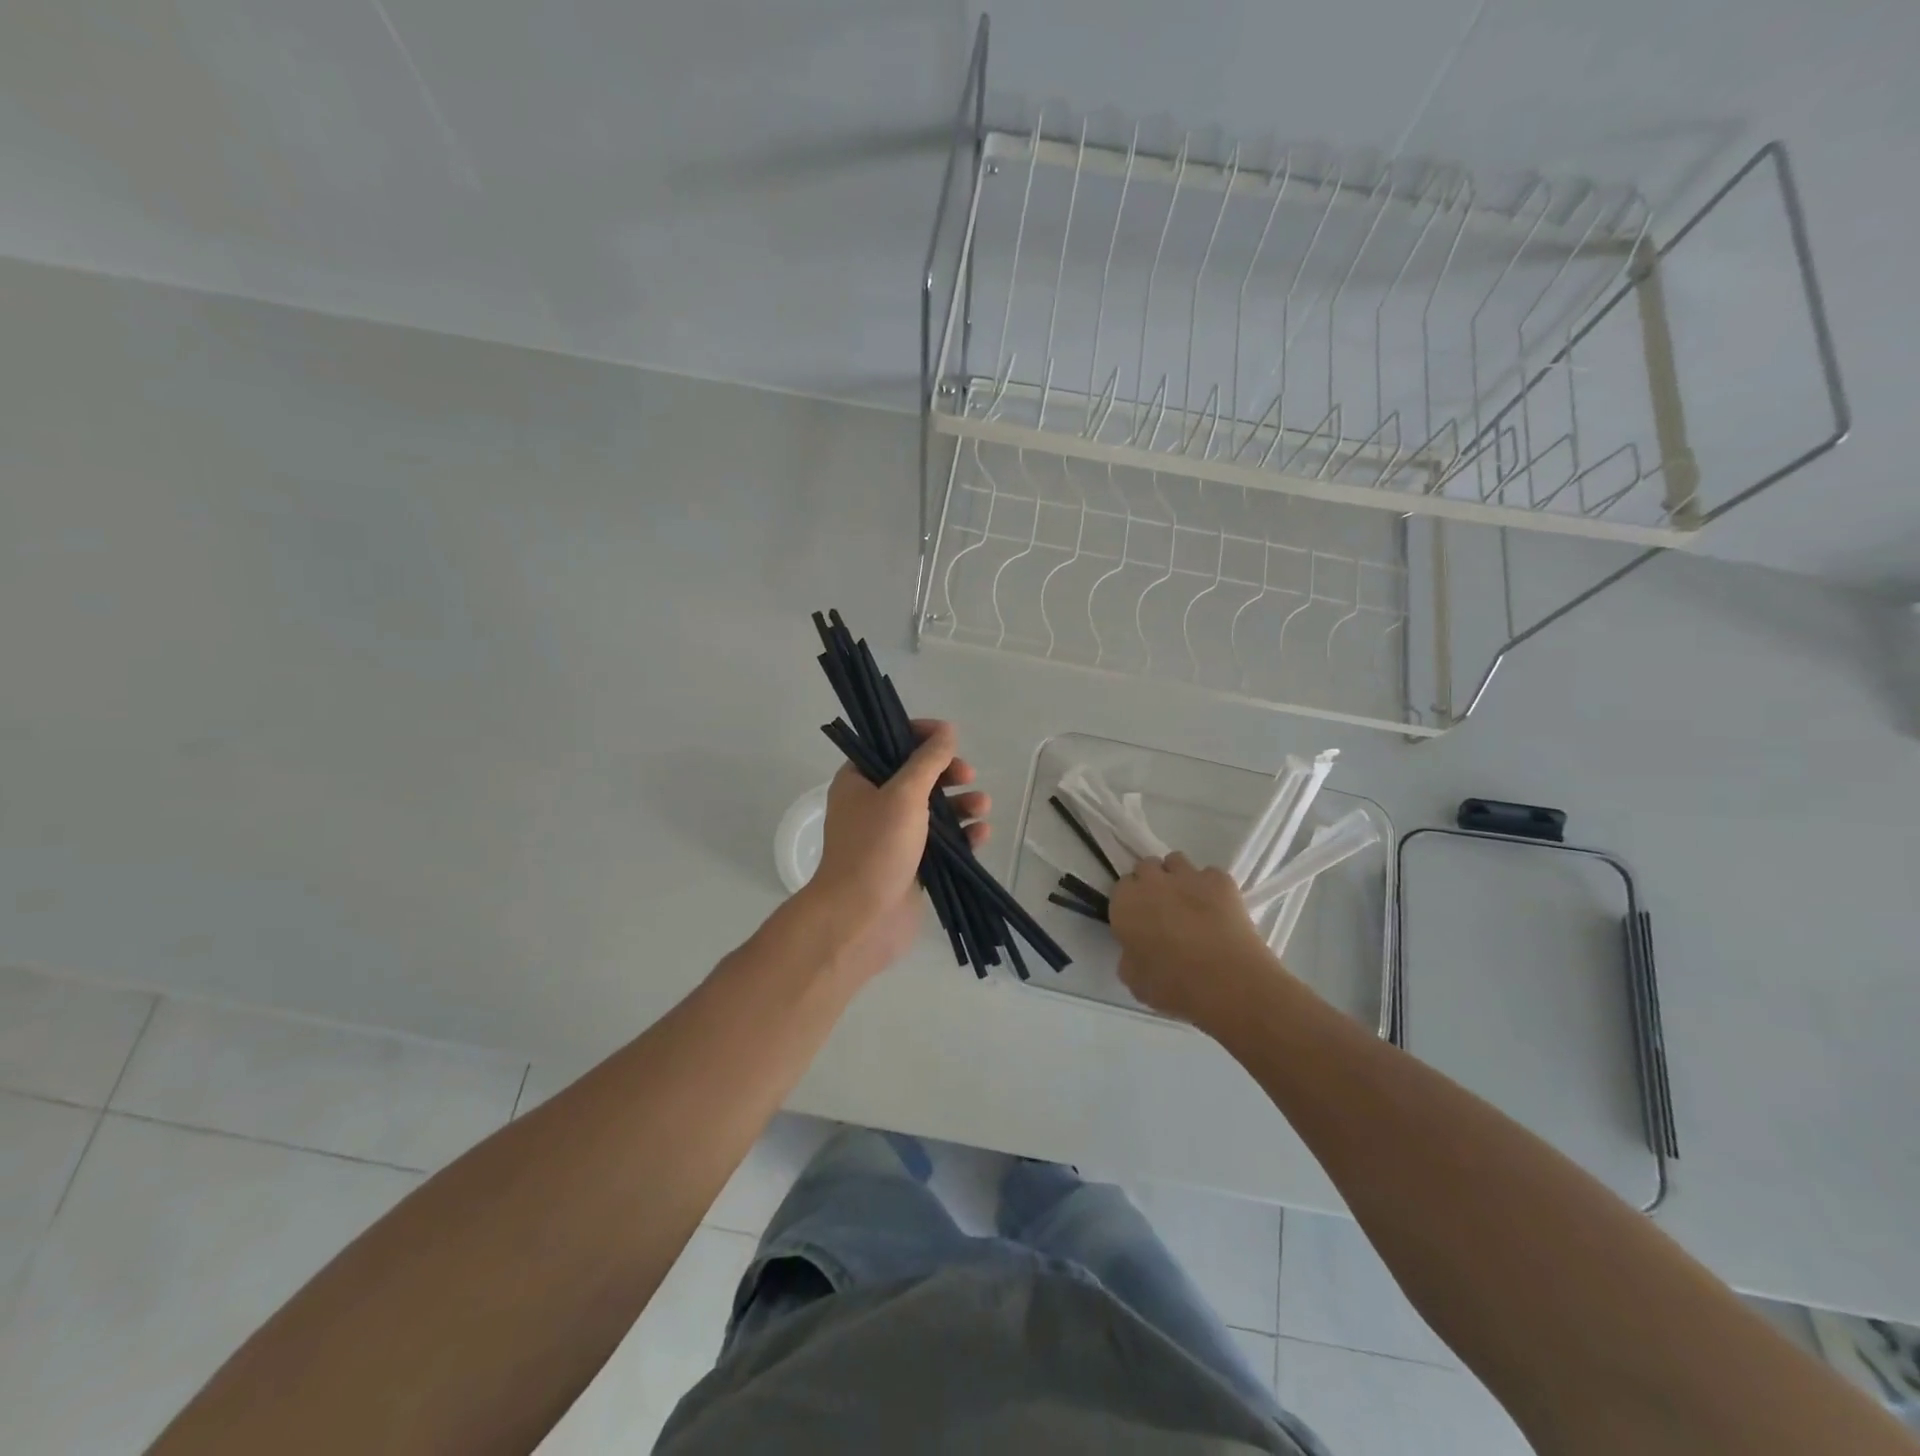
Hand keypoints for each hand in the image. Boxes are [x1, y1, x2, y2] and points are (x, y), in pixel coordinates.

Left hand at [803, 719, 988, 983]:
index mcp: (859, 780)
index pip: (889, 743)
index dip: (920, 735)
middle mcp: (874, 804)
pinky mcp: (912, 864)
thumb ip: (928, 761)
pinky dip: (962, 836)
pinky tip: (980, 835)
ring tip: (982, 806)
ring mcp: (893, 836)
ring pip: (933, 810)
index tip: (949, 737)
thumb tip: (947, 731)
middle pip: (917, 775)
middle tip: (967, 774)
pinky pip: (942, 842)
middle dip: (947, 773)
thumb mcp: (904, 794)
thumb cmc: (876, 847)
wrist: (861, 919)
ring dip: (961, 804)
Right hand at [1109, 853, 1277, 1027]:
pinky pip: (1210, 874)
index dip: (1130, 903)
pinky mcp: (1220, 880)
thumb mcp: (1135, 981)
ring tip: (1189, 902)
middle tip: (1162, 910)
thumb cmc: (1173, 985)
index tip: (1139, 920)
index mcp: (1125, 904)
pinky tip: (1218, 908)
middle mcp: (1152, 881)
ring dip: (1177, 876)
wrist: (1228, 981)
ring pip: (1176, 861)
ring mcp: (1188, 876)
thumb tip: (1135, 951)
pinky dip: (1211, 886)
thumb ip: (1129, 958)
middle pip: (1145, 867)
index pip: (1121, 888)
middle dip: (1151, 882)